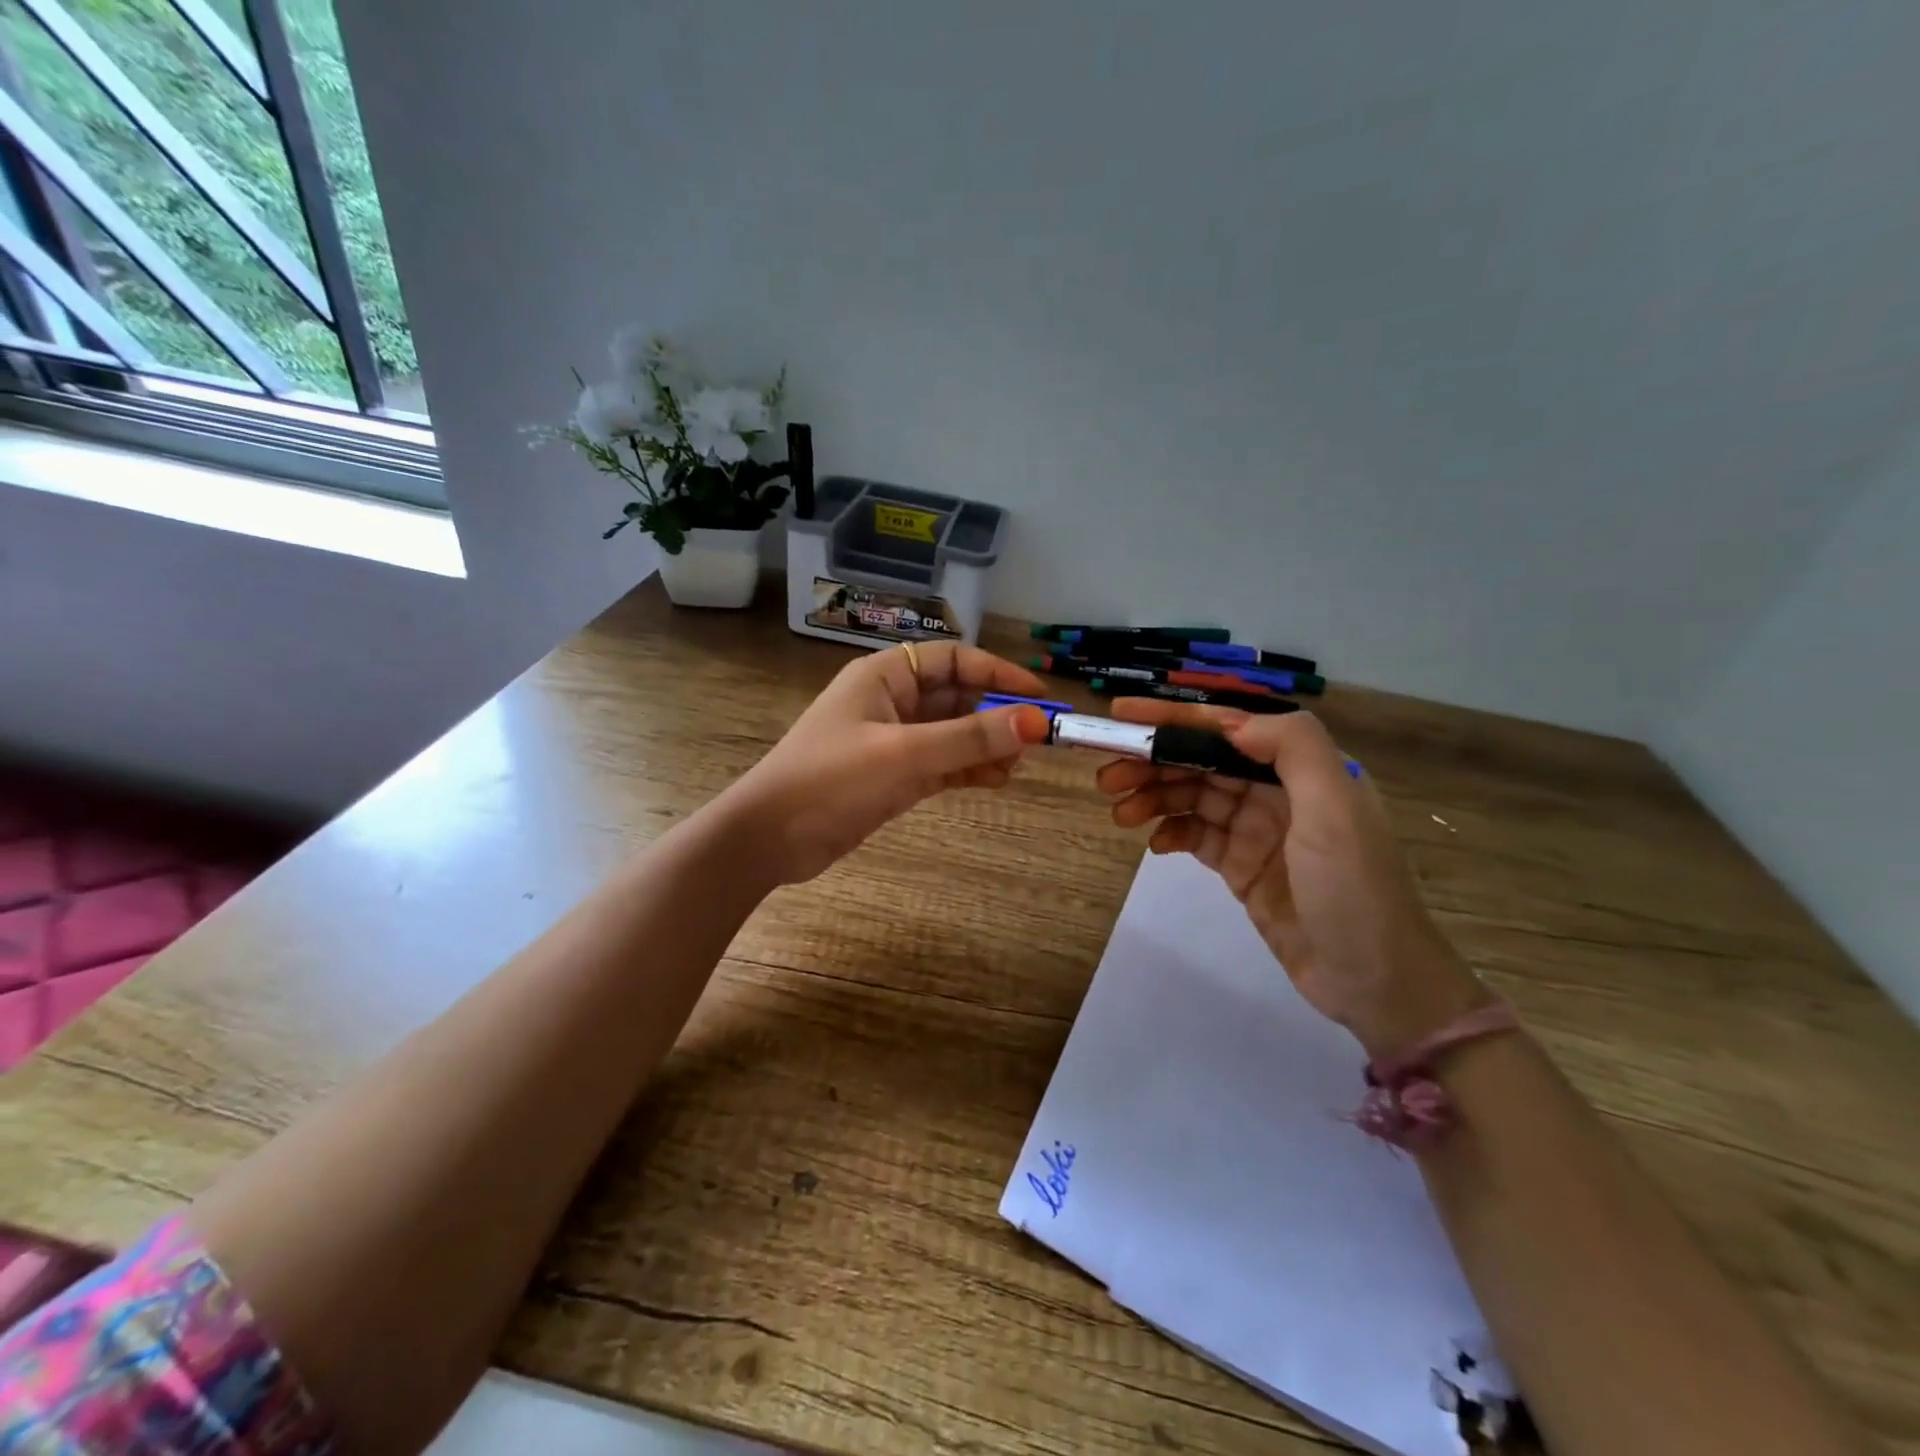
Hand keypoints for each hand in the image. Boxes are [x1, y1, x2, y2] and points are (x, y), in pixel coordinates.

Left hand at [722, 642, 1051, 885]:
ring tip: (1017, 766)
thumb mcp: (903, 754)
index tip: (1038, 697)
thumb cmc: (829, 781)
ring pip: (954, 733)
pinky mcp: (895, 776)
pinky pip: (944, 764)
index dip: (998, 674)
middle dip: (996, 714)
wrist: (768, 839)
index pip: (954, 660)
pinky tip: (997, 781)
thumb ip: (969, 738)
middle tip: (1036, 739)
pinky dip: (970, 770)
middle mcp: (892, 701)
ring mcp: (894, 741)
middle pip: (958, 696)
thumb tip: (1036, 722)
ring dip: (987, 745)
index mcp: (885, 676)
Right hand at [1097, 700, 1485, 1057]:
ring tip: (1119, 812)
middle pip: (1202, 762)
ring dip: (1154, 797)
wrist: (1376, 982)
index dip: (1174, 718)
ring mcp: (1258, 831)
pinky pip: (1197, 837)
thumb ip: (1292, 749)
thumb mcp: (1335, 809)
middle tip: (1106, 775)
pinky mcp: (1242, 868)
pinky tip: (1154, 843)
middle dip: (1153, 761)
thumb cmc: (1355, 889)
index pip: (1228, 729)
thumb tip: (1231, 722)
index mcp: (1302, 768)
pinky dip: (1171, 833)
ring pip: (1193, 798)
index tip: (1123, 713)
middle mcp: (1278, 792)